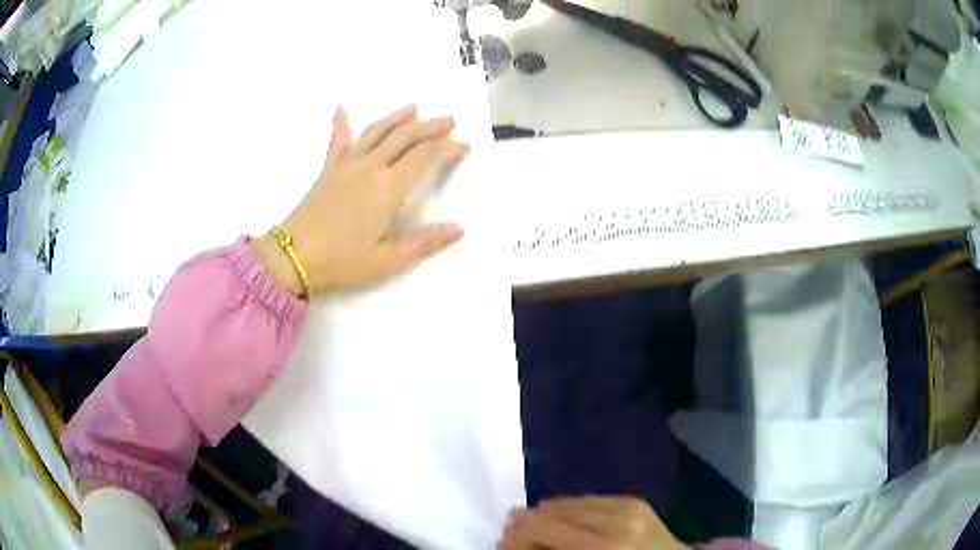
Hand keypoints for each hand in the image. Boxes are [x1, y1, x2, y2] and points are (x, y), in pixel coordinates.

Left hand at [253, 104, 468, 294]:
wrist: (293, 257)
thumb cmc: (342, 261)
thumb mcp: (387, 259)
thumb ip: (423, 242)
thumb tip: (458, 229)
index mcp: (389, 188)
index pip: (425, 157)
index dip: (447, 148)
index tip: (463, 146)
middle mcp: (370, 167)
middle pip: (405, 137)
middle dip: (430, 126)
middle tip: (449, 119)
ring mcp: (347, 165)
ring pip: (376, 131)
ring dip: (397, 117)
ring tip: (414, 107)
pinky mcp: (328, 170)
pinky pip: (337, 141)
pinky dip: (340, 123)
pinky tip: (341, 108)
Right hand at [498, 496, 689, 549]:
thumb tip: (514, 543)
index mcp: (604, 548)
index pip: (542, 529)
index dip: (515, 537)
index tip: (503, 545)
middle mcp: (616, 522)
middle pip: (551, 513)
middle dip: (525, 526)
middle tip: (512, 539)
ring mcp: (629, 507)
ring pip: (567, 503)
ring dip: (545, 516)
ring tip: (535, 529)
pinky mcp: (635, 501)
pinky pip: (589, 499)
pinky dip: (569, 509)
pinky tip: (562, 520)